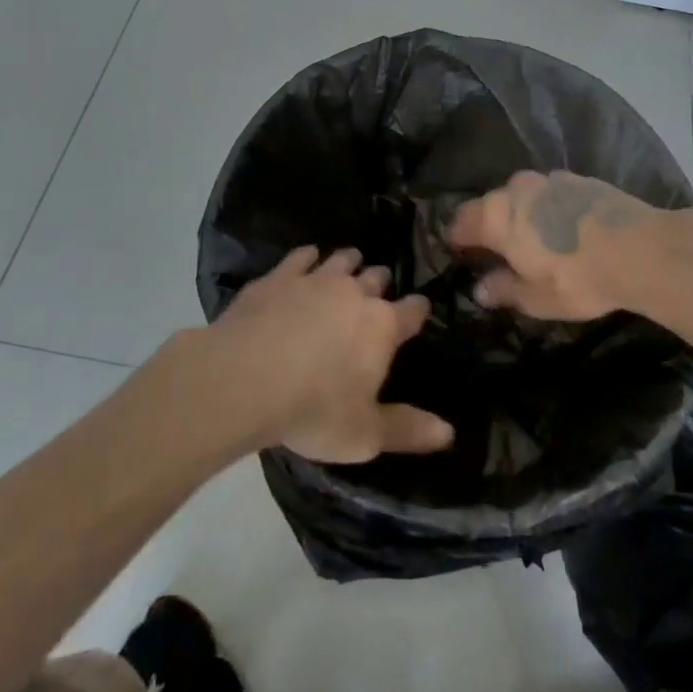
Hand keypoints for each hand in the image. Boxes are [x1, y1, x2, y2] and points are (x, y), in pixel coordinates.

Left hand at [204, 246, 451, 463]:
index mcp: (382, 326)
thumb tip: (449, 433)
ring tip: (349, 264)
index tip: (419, 310)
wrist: (243, 380)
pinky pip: (301, 257)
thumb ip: (407, 430)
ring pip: (341, 260)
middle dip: (380, 282)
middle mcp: (354, 293)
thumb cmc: (313, 410)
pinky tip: (306, 259)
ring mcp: (315, 280)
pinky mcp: (278, 277)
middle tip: (377, 291)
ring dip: (348, 262)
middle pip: (377, 278)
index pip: (413, 311)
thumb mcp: (364, 435)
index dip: (418, 310)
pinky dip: (307, 257)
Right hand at [446, 170, 659, 321]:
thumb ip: (504, 289)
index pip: (460, 222)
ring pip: (522, 196)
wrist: (642, 249)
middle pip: (491, 205)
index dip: (456, 239)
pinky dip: (549, 209)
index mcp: (496, 216)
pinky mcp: (580, 179)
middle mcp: (516, 189)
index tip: (458, 253)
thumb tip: (480, 288)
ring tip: (534, 239)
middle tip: (498, 251)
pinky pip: (551, 194)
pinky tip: (564, 228)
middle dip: (489, 225)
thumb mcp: (536, 297)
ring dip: (521, 214)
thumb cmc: (578, 278)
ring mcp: (550, 180)